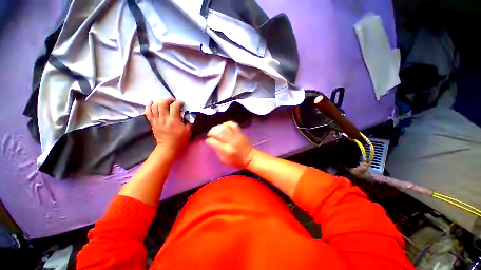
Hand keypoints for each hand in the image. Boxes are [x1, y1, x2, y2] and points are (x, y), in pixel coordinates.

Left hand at [145, 98, 191, 154]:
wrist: (169, 147)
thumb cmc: (180, 139)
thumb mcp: (189, 130)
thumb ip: (189, 120)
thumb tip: (188, 113)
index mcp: (174, 120)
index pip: (174, 106)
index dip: (179, 102)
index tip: (182, 103)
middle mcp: (164, 118)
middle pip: (162, 103)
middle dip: (168, 99)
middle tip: (173, 101)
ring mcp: (157, 120)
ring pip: (154, 106)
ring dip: (160, 101)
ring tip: (165, 102)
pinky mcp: (152, 122)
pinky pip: (148, 112)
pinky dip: (149, 106)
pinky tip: (151, 102)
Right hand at [206, 121, 255, 168]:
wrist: (249, 157)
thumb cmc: (235, 160)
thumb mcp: (223, 159)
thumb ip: (216, 150)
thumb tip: (211, 141)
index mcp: (226, 150)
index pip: (214, 142)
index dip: (209, 140)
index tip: (208, 141)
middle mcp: (231, 141)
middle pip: (219, 131)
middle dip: (212, 131)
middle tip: (210, 134)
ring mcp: (237, 135)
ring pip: (225, 126)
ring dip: (218, 127)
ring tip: (216, 130)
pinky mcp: (240, 132)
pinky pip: (233, 124)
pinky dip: (227, 124)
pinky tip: (224, 126)